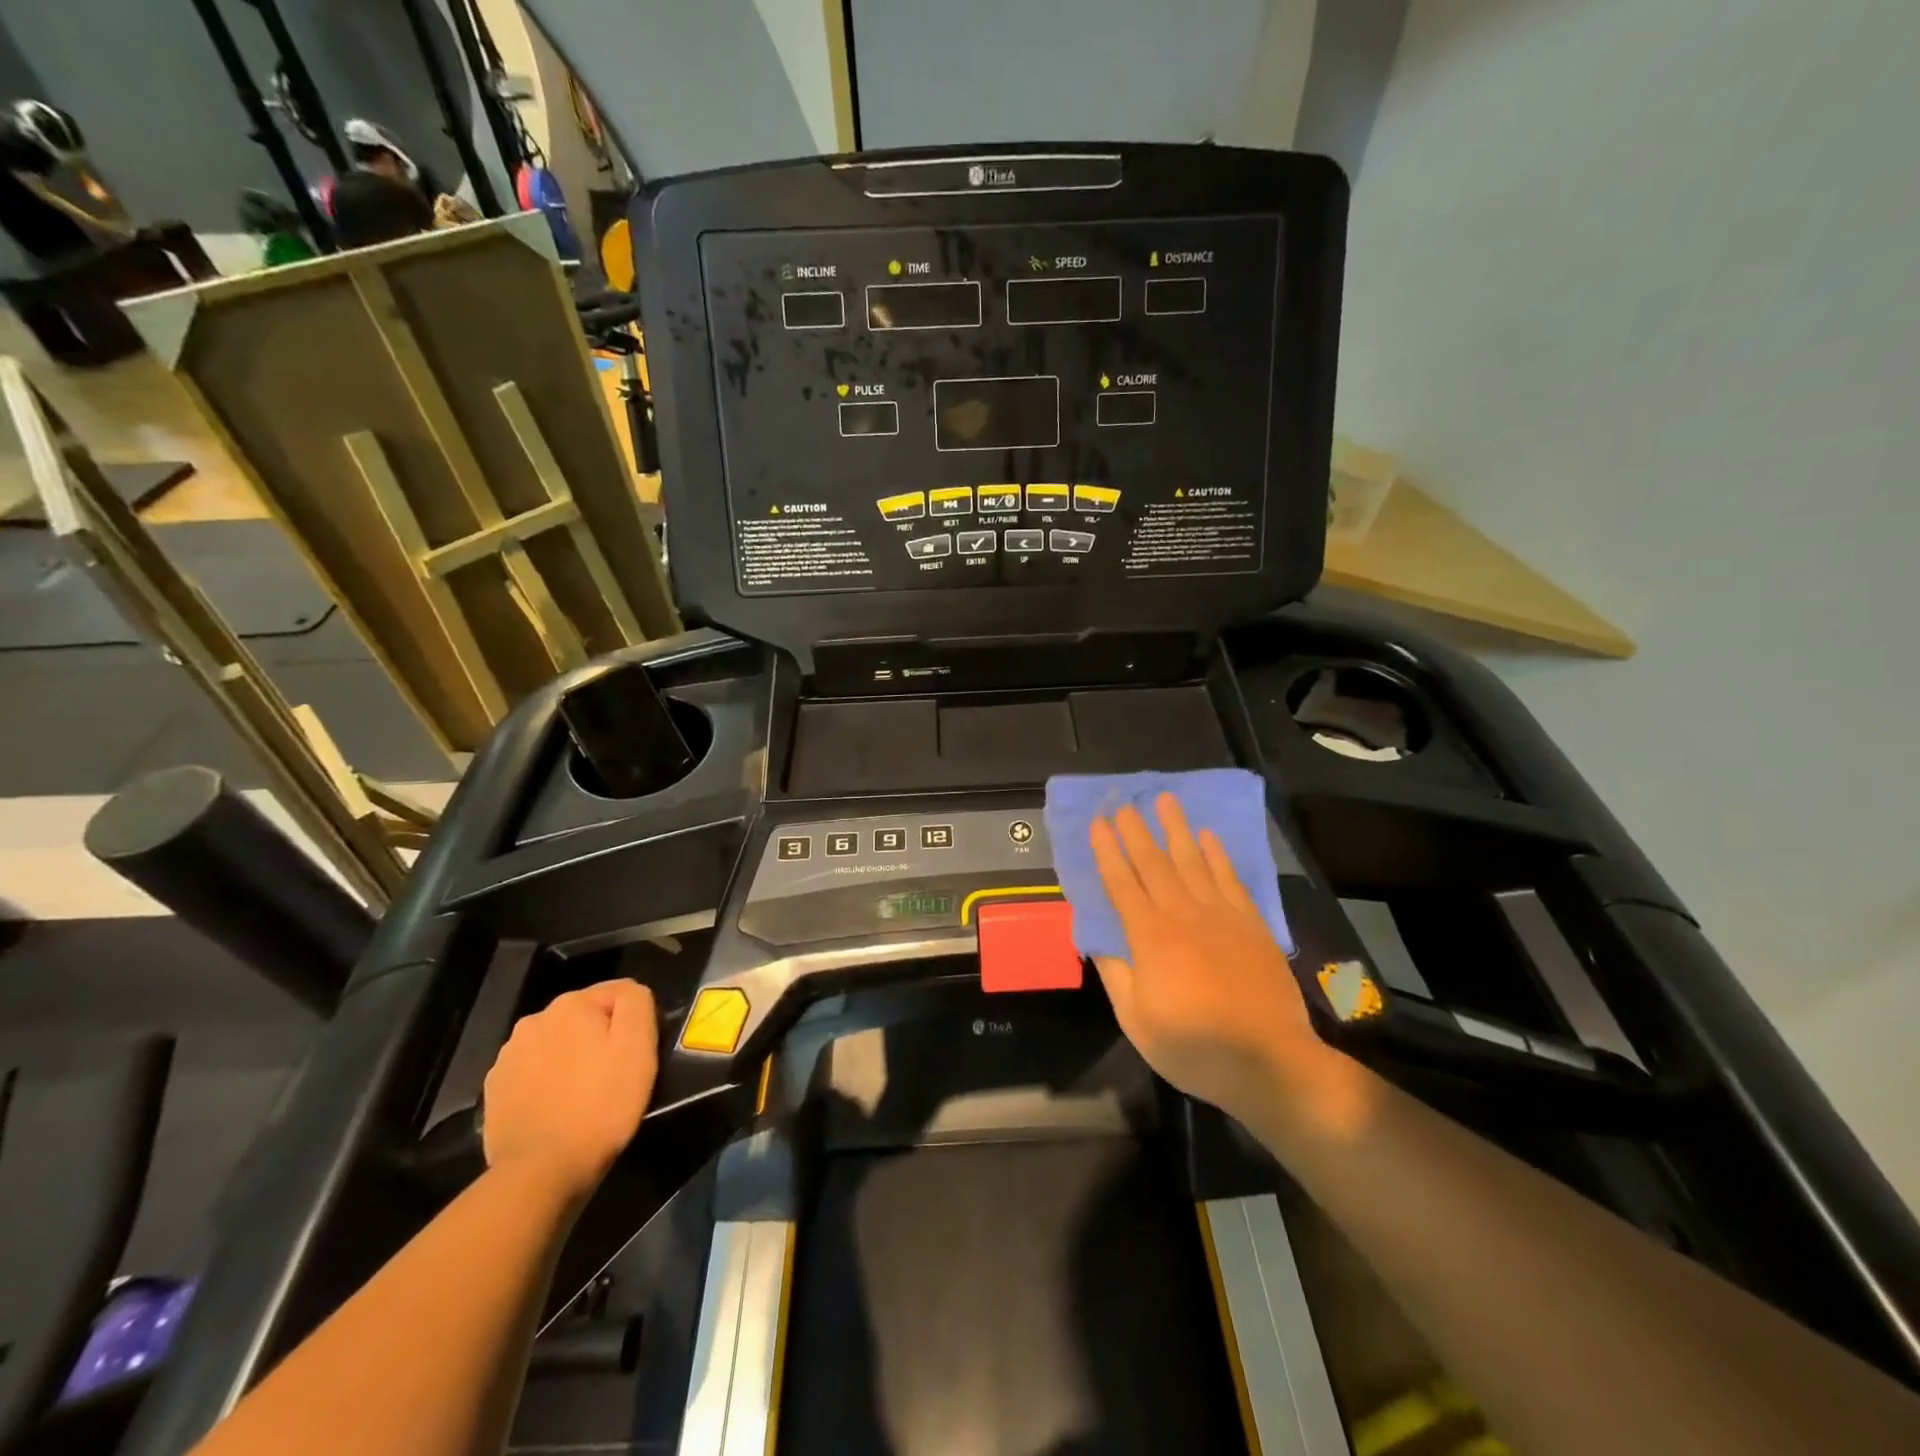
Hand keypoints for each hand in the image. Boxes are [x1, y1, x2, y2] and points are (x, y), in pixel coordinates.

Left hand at [482, 979, 658, 1199]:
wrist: (540, 1172)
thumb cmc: (601, 1104)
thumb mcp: (638, 1046)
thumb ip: (637, 1003)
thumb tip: (629, 993)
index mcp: (571, 1004)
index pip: (618, 993)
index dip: (635, 1021)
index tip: (638, 1053)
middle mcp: (534, 1021)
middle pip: (584, 1018)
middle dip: (600, 1038)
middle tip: (615, 1075)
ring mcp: (507, 1057)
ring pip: (557, 1045)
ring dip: (573, 1059)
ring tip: (586, 1095)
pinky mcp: (495, 1091)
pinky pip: (534, 1073)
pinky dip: (549, 1083)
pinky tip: (558, 1109)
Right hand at [1090, 794, 1351, 1130]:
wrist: (1269, 1061)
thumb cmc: (1194, 1047)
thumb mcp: (1137, 1021)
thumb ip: (1116, 975)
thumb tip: (1096, 940)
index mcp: (1149, 937)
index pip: (1121, 882)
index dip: (1107, 851)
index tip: (1097, 823)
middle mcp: (1182, 914)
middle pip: (1153, 862)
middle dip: (1135, 830)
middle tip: (1123, 802)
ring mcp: (1220, 915)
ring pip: (1192, 861)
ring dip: (1176, 829)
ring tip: (1164, 800)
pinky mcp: (1250, 923)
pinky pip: (1229, 878)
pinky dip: (1217, 854)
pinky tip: (1208, 836)